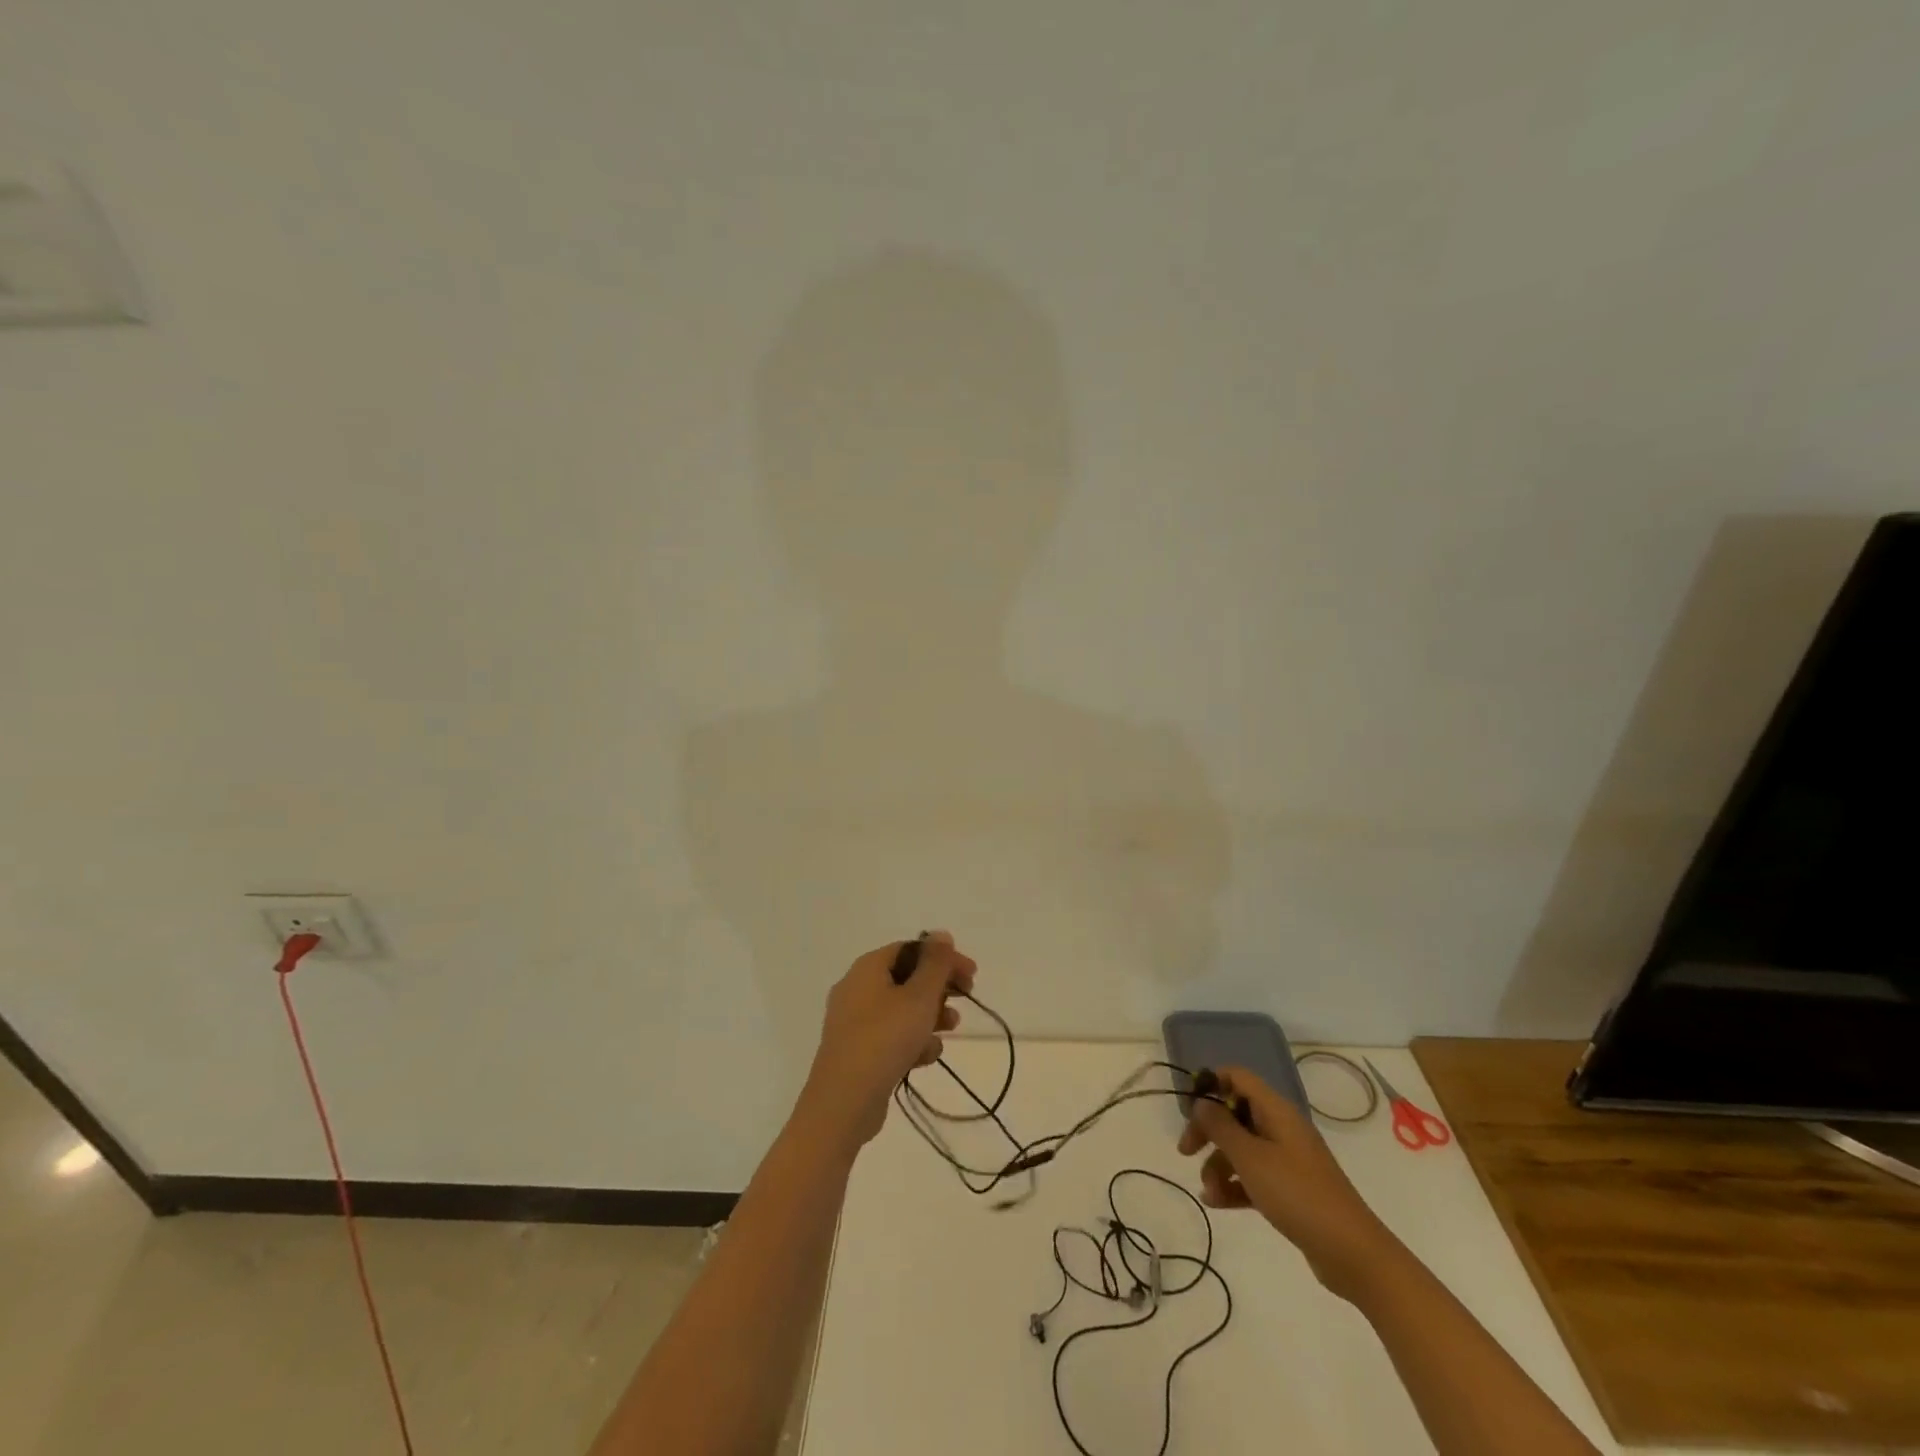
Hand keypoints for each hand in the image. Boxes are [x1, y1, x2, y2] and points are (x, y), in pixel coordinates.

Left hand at [796, 932, 975, 1153]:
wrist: (843, 1103)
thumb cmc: (884, 1039)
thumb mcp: (918, 997)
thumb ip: (934, 964)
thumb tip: (941, 934)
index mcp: (867, 968)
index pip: (910, 950)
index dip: (943, 958)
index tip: (971, 975)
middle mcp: (856, 989)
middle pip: (906, 978)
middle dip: (939, 988)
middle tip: (966, 998)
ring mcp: (854, 1022)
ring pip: (900, 1009)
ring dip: (929, 1015)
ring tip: (951, 1028)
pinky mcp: (857, 1052)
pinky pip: (890, 1036)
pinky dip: (912, 1041)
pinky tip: (927, 1057)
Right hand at [1178, 1066, 1400, 1301]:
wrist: (1352, 1253)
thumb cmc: (1297, 1194)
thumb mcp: (1250, 1158)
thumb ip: (1221, 1127)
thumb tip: (1201, 1103)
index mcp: (1276, 1111)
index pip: (1238, 1078)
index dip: (1211, 1084)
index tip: (1189, 1106)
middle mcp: (1281, 1128)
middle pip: (1235, 1114)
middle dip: (1208, 1131)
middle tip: (1185, 1151)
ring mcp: (1287, 1160)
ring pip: (1241, 1148)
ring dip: (1218, 1165)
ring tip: (1209, 1192)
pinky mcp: (1290, 1189)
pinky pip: (1253, 1176)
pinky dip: (1234, 1185)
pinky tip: (1216, 1203)